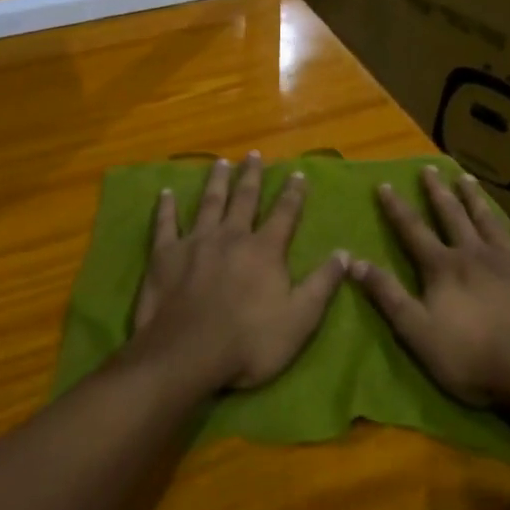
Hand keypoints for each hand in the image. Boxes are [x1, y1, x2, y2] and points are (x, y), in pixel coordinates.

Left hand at [131, 152, 346, 394]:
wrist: (187, 354)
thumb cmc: (249, 343)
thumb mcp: (299, 320)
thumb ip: (322, 284)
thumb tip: (345, 253)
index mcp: (264, 250)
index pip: (284, 214)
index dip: (293, 193)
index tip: (297, 173)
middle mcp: (231, 236)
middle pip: (244, 198)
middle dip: (251, 176)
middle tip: (254, 154)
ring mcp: (196, 241)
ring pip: (209, 202)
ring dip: (216, 181)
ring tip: (221, 162)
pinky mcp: (165, 254)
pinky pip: (166, 223)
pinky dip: (166, 206)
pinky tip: (166, 192)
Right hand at [348, 167, 509, 406]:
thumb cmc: (471, 356)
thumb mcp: (416, 331)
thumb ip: (387, 295)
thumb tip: (353, 261)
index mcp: (443, 268)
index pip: (413, 231)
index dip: (397, 208)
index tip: (386, 184)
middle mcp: (475, 254)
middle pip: (452, 216)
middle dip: (438, 192)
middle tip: (429, 168)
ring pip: (490, 222)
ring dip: (476, 200)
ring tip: (466, 178)